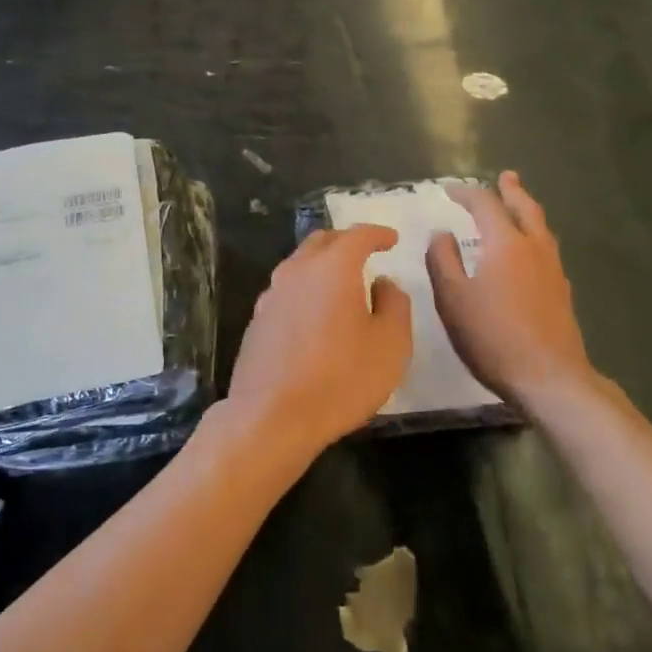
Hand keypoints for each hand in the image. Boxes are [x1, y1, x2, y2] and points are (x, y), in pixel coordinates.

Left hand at [225, 226, 413, 459]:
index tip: (392, 239)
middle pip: (321, 242)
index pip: (358, 236)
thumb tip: (383, 283)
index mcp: (332, 268)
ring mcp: (271, 295)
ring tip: (340, 282)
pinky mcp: (257, 321)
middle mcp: (297, 271)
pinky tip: (314, 313)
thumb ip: (394, 305)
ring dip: (321, 265)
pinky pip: (286, 291)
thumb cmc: (341, 379)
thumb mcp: (390, 344)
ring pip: (299, 264)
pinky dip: (305, 290)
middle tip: (365, 253)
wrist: (271, 417)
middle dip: (346, 242)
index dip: (377, 234)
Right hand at [427, 171, 592, 408]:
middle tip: (506, 176)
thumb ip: (443, 260)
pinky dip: (535, 235)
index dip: (466, 193)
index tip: (449, 190)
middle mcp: (534, 247)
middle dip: (512, 190)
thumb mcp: (453, 298)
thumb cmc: (493, 336)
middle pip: (525, 208)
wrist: (550, 378)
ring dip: (527, 210)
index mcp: (505, 243)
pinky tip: (530, 251)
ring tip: (519, 206)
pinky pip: (547, 248)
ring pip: (541, 228)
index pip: (485, 204)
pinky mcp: (562, 291)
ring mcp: (553, 270)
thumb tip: (441, 233)